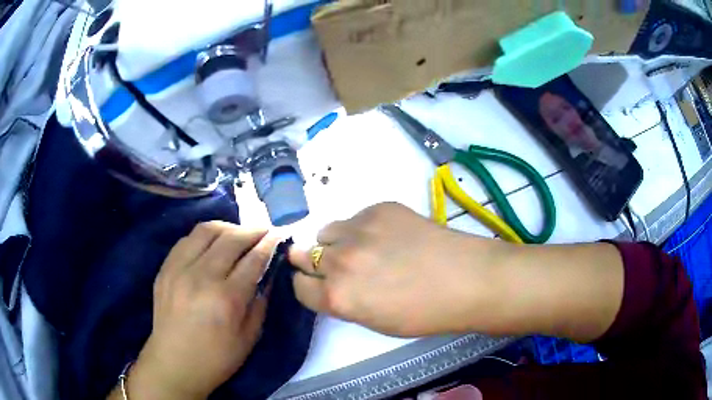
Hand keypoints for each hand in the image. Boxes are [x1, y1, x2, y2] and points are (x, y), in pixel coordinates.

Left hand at [125, 222, 279, 399]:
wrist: (174, 364)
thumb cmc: (217, 358)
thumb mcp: (249, 338)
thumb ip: (260, 302)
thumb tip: (267, 273)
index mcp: (226, 299)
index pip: (253, 259)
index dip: (269, 243)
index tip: (279, 234)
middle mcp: (201, 277)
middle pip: (231, 238)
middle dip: (252, 230)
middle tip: (264, 231)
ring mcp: (179, 269)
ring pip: (206, 230)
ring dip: (228, 227)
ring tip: (238, 234)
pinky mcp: (165, 268)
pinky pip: (186, 239)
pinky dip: (204, 237)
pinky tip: (211, 244)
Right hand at [290, 203, 507, 336]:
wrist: (466, 279)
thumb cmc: (424, 313)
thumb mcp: (374, 321)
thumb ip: (344, 301)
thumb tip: (330, 284)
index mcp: (337, 296)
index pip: (299, 286)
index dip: (308, 287)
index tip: (318, 285)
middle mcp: (339, 260)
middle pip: (303, 254)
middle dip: (315, 262)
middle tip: (338, 266)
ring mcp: (359, 230)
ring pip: (326, 231)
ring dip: (336, 242)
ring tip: (365, 249)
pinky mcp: (379, 208)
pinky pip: (355, 218)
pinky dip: (363, 228)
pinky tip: (390, 236)